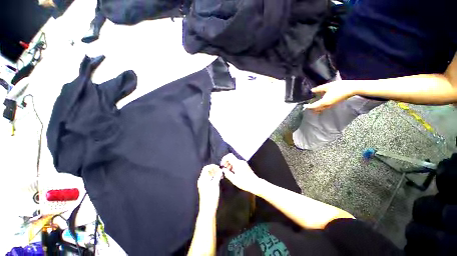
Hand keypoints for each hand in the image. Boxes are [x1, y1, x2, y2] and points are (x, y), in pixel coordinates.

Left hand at [197, 164, 222, 213]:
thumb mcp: (215, 184)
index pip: (206, 168)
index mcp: (202, 179)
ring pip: (208, 175)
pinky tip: (218, 179)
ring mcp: (203, 184)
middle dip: (214, 169)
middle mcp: (202, 181)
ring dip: (214, 173)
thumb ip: (217, 176)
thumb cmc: (211, 197)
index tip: (218, 168)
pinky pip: (209, 179)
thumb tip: (220, 171)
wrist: (208, 209)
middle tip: (220, 171)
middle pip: (207, 171)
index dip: (212, 166)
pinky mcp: (205, 188)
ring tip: (220, 175)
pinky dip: (214, 177)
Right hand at [220, 154, 260, 193]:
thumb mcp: (234, 179)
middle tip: (225, 169)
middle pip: (231, 158)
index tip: (222, 165)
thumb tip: (223, 170)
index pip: (229, 156)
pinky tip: (234, 173)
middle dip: (227, 163)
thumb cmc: (245, 182)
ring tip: (229, 172)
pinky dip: (234, 166)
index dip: (224, 159)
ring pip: (234, 161)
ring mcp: (244, 163)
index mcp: (237, 163)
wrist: (255, 184)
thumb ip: (227, 173)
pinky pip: (238, 163)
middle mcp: (241, 162)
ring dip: (230, 165)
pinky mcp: (245, 166)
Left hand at [306, 81, 357, 112]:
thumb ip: (319, 89)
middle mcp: (327, 105)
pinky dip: (320, 107)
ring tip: (312, 105)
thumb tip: (311, 90)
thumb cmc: (339, 87)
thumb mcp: (327, 86)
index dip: (308, 106)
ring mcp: (331, 105)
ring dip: (316, 108)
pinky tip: (319, 103)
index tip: (304, 106)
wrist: (352, 89)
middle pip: (317, 109)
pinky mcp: (334, 104)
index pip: (314, 106)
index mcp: (324, 102)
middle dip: (311, 109)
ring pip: (321, 109)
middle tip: (307, 106)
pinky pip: (325, 107)